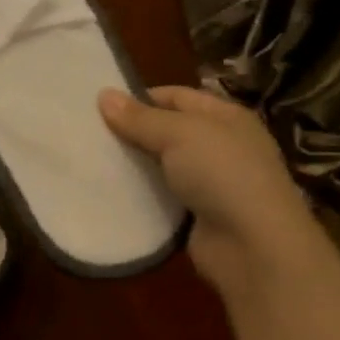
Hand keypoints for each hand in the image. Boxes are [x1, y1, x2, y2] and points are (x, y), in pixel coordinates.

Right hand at [99, 84, 318, 289]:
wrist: (252, 245)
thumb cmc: (222, 174)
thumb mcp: (180, 135)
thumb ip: (140, 118)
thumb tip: (103, 95)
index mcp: (225, 117)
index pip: (177, 97)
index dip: (140, 98)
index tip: (98, 108)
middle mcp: (220, 146)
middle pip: (166, 132)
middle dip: (131, 134)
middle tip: (88, 137)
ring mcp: (210, 184)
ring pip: (161, 168)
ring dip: (132, 168)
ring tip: (90, 165)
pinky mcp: (196, 217)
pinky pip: (161, 200)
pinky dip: (139, 198)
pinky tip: (109, 197)